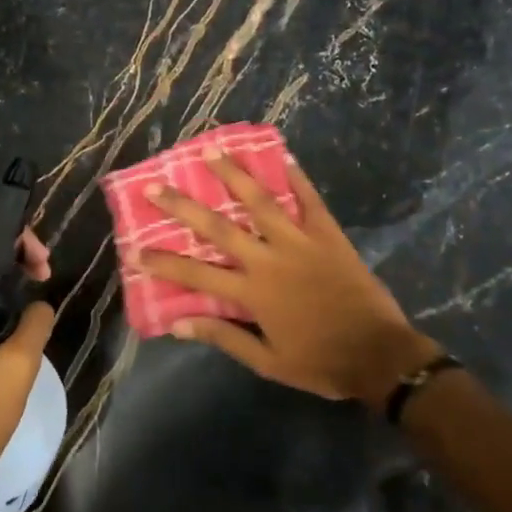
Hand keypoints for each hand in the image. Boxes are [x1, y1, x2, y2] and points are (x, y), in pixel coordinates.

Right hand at [140, 152, 441, 408]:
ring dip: (233, 174)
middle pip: (218, 227)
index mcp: (252, 292)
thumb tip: (179, 323)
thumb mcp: (267, 361)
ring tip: (211, 150)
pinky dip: (296, 177)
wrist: (378, 355)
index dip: (163, 262)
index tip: (133, 249)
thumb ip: (224, 336)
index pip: (196, 273)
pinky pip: (309, 200)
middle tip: (155, 186)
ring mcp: (300, 242)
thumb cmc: (319, 361)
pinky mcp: (328, 235)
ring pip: (260, 201)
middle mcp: (269, 259)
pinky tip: (282, 156)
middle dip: (183, 206)